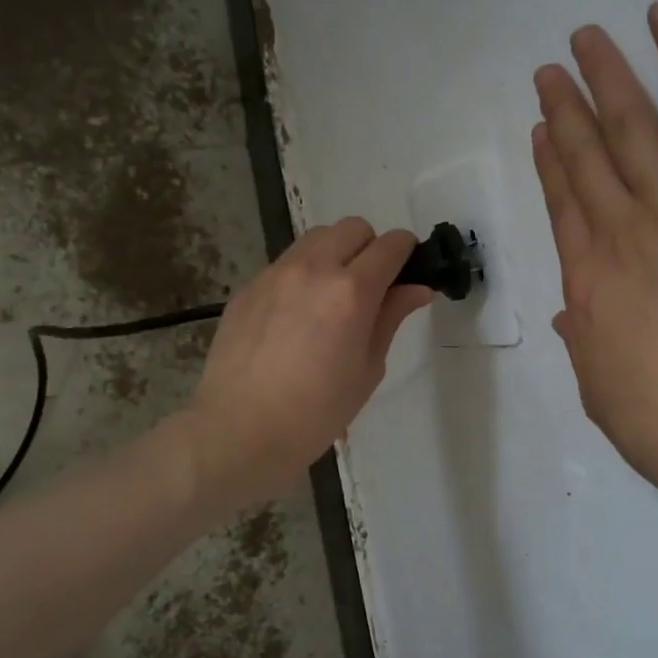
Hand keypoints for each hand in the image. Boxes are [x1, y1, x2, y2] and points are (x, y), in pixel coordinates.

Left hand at [182, 218, 432, 508]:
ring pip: (316, 238)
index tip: (408, 271)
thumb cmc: (316, 412)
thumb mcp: (367, 368)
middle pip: (353, 228)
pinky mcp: (248, 286)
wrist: (240, 430)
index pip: (391, 245)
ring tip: (331, 298)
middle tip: (370, 288)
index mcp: (351, 291)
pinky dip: (303, 274)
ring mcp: (275, 273)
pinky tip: (296, 316)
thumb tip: (417, 288)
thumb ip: (391, 318)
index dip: (407, 253)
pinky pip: (286, 263)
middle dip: (370, 247)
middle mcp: (313, 268)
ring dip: (335, 254)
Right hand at [532, 0, 657, 502]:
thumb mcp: (604, 389)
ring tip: (587, 39)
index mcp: (587, 283)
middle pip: (588, 157)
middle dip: (568, 110)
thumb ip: (587, 341)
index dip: (552, 163)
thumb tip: (572, 314)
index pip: (564, 206)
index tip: (544, 130)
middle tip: (552, 71)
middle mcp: (621, 231)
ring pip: (634, 125)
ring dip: (607, 77)